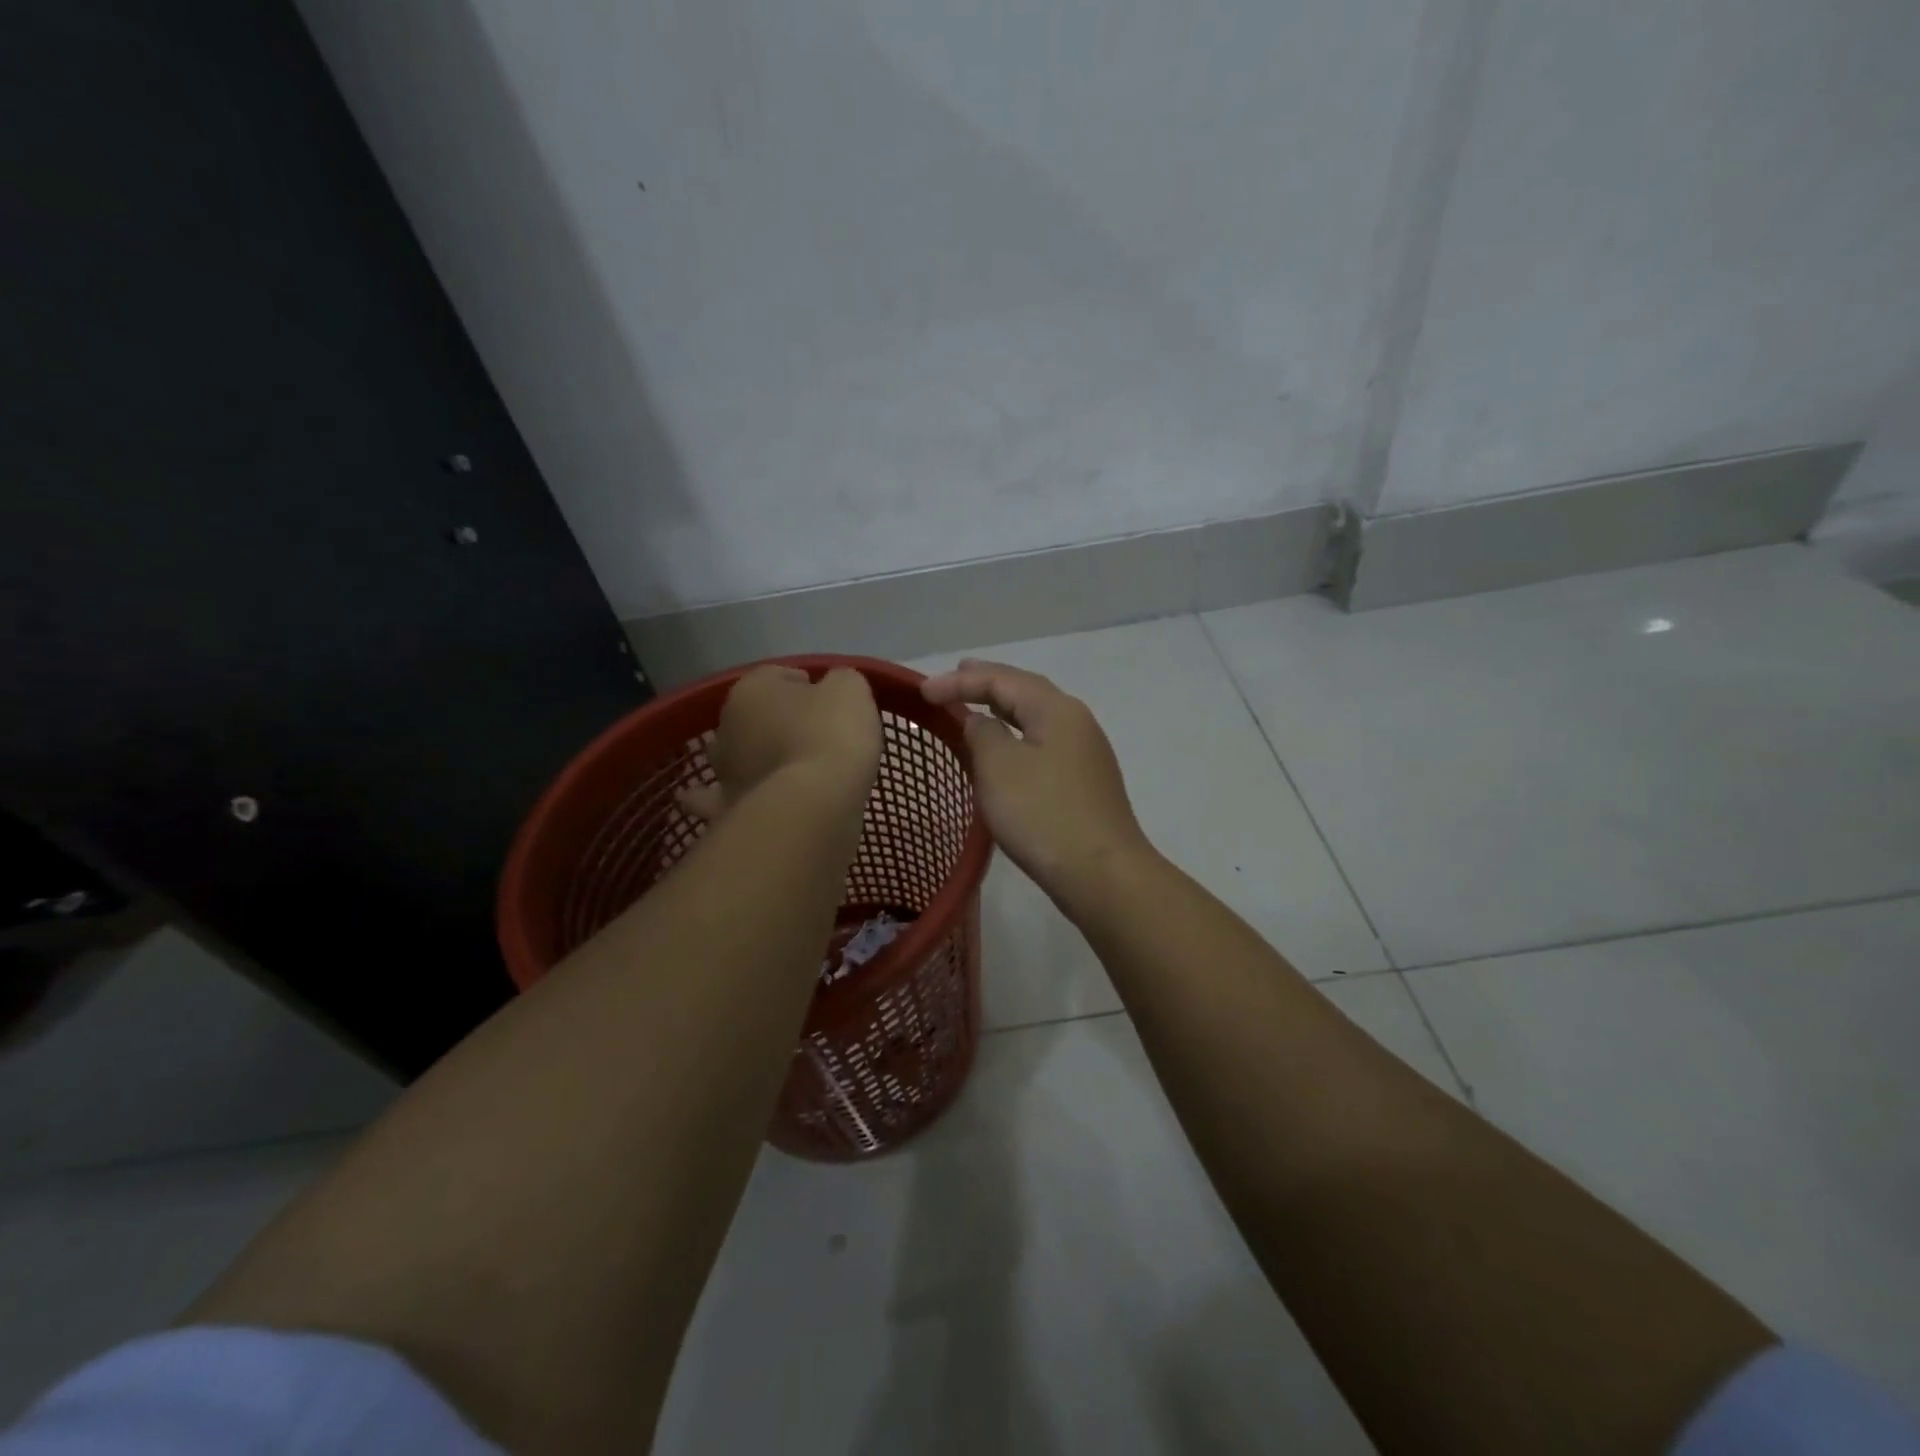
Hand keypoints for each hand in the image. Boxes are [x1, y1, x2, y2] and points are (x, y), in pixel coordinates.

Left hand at [683, 665, 880, 820]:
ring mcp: (722, 770)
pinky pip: (720, 801)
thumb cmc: (830, 736)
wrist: (812, 806)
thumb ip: (840, 681)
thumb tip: (832, 690)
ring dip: (753, 759)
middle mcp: (727, 725)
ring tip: (784, 772)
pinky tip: (738, 802)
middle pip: (756, 716)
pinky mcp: (726, 809)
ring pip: (738, 757)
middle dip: (778, 723)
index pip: (780, 676)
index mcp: (752, 689)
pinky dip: (725, 800)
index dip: (808, 686)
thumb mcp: (850, 690)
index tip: (832, 704)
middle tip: (816, 737)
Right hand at [921, 659, 1150, 905]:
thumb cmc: (1043, 814)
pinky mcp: (1083, 782)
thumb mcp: (999, 767)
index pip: (1002, 679)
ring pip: (1035, 718)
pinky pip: (1042, 743)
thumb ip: (982, 733)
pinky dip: (1016, 735)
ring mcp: (1084, 753)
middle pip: (1025, 690)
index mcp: (1056, 709)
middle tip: (955, 678)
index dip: (960, 681)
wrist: (1101, 873)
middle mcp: (1075, 722)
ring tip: (975, 704)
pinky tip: (1004, 747)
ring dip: (1002, 708)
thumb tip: (980, 721)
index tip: (922, 692)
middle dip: (987, 683)